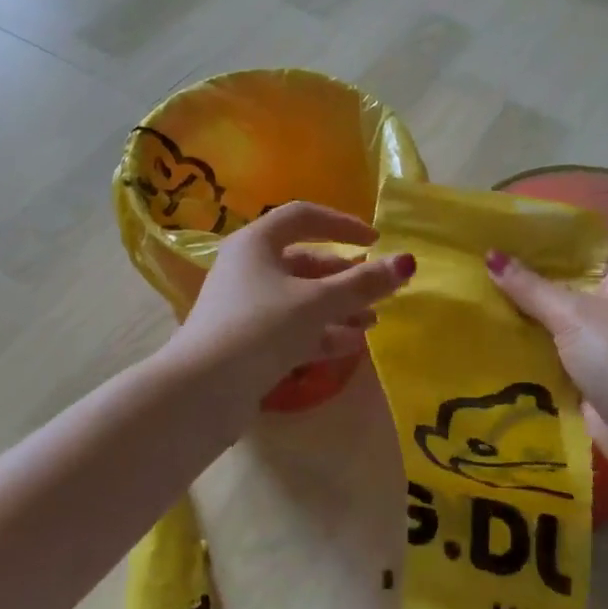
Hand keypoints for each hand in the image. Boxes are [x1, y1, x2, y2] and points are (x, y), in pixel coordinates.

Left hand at [172, 202, 414, 402]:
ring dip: (338, 307)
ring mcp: (246, 306)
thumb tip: (406, 262)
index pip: (304, 216)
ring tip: (373, 323)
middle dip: (346, 277)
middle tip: (380, 291)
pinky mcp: (247, 341)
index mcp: (257, 242)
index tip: (375, 240)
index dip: (342, 224)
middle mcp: (249, 267)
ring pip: (300, 298)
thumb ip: (362, 283)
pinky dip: (321, 333)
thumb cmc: (260, 328)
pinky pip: (291, 328)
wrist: (201, 392)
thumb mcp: (316, 303)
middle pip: (305, 261)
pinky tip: (351, 346)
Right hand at [486, 252, 607, 482]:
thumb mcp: (571, 315)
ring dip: (517, 316)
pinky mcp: (583, 373)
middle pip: (556, 286)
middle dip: (518, 282)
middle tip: (471, 267)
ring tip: (470, 298)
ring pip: (548, 320)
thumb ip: (529, 286)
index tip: (493, 236)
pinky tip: (485, 337)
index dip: (534, 244)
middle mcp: (607, 305)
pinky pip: (545, 351)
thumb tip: (490, 254)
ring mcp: (595, 341)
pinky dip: (523, 347)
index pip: (570, 250)